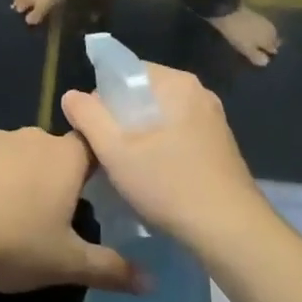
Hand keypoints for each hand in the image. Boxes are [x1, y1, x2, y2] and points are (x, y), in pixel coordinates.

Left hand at [0, 127, 139, 293]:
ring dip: (16, 176)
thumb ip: (111, 269)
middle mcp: (31, 137)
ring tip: (4, 216)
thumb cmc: (11, 243)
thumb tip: (152, 283)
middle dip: (53, 178)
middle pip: (52, 152)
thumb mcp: (65, 264)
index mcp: (65, 158)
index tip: (92, 191)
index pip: (93, 147)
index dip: (96, 166)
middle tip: (47, 217)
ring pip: (15, 154)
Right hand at [60, 63, 264, 246]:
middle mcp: (199, 93)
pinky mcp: (219, 144)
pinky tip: (155, 176)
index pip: (125, 71)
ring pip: (160, 116)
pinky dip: (161, 147)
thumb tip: (72, 95)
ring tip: (128, 167)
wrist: (230, 230)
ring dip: (139, 135)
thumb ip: (88, 116)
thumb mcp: (115, 150)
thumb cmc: (168, 184)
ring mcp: (213, 119)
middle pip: (143, 94)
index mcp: (177, 83)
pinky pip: (178, 133)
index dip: (102, 96)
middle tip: (108, 152)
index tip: (94, 129)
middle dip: (120, 118)